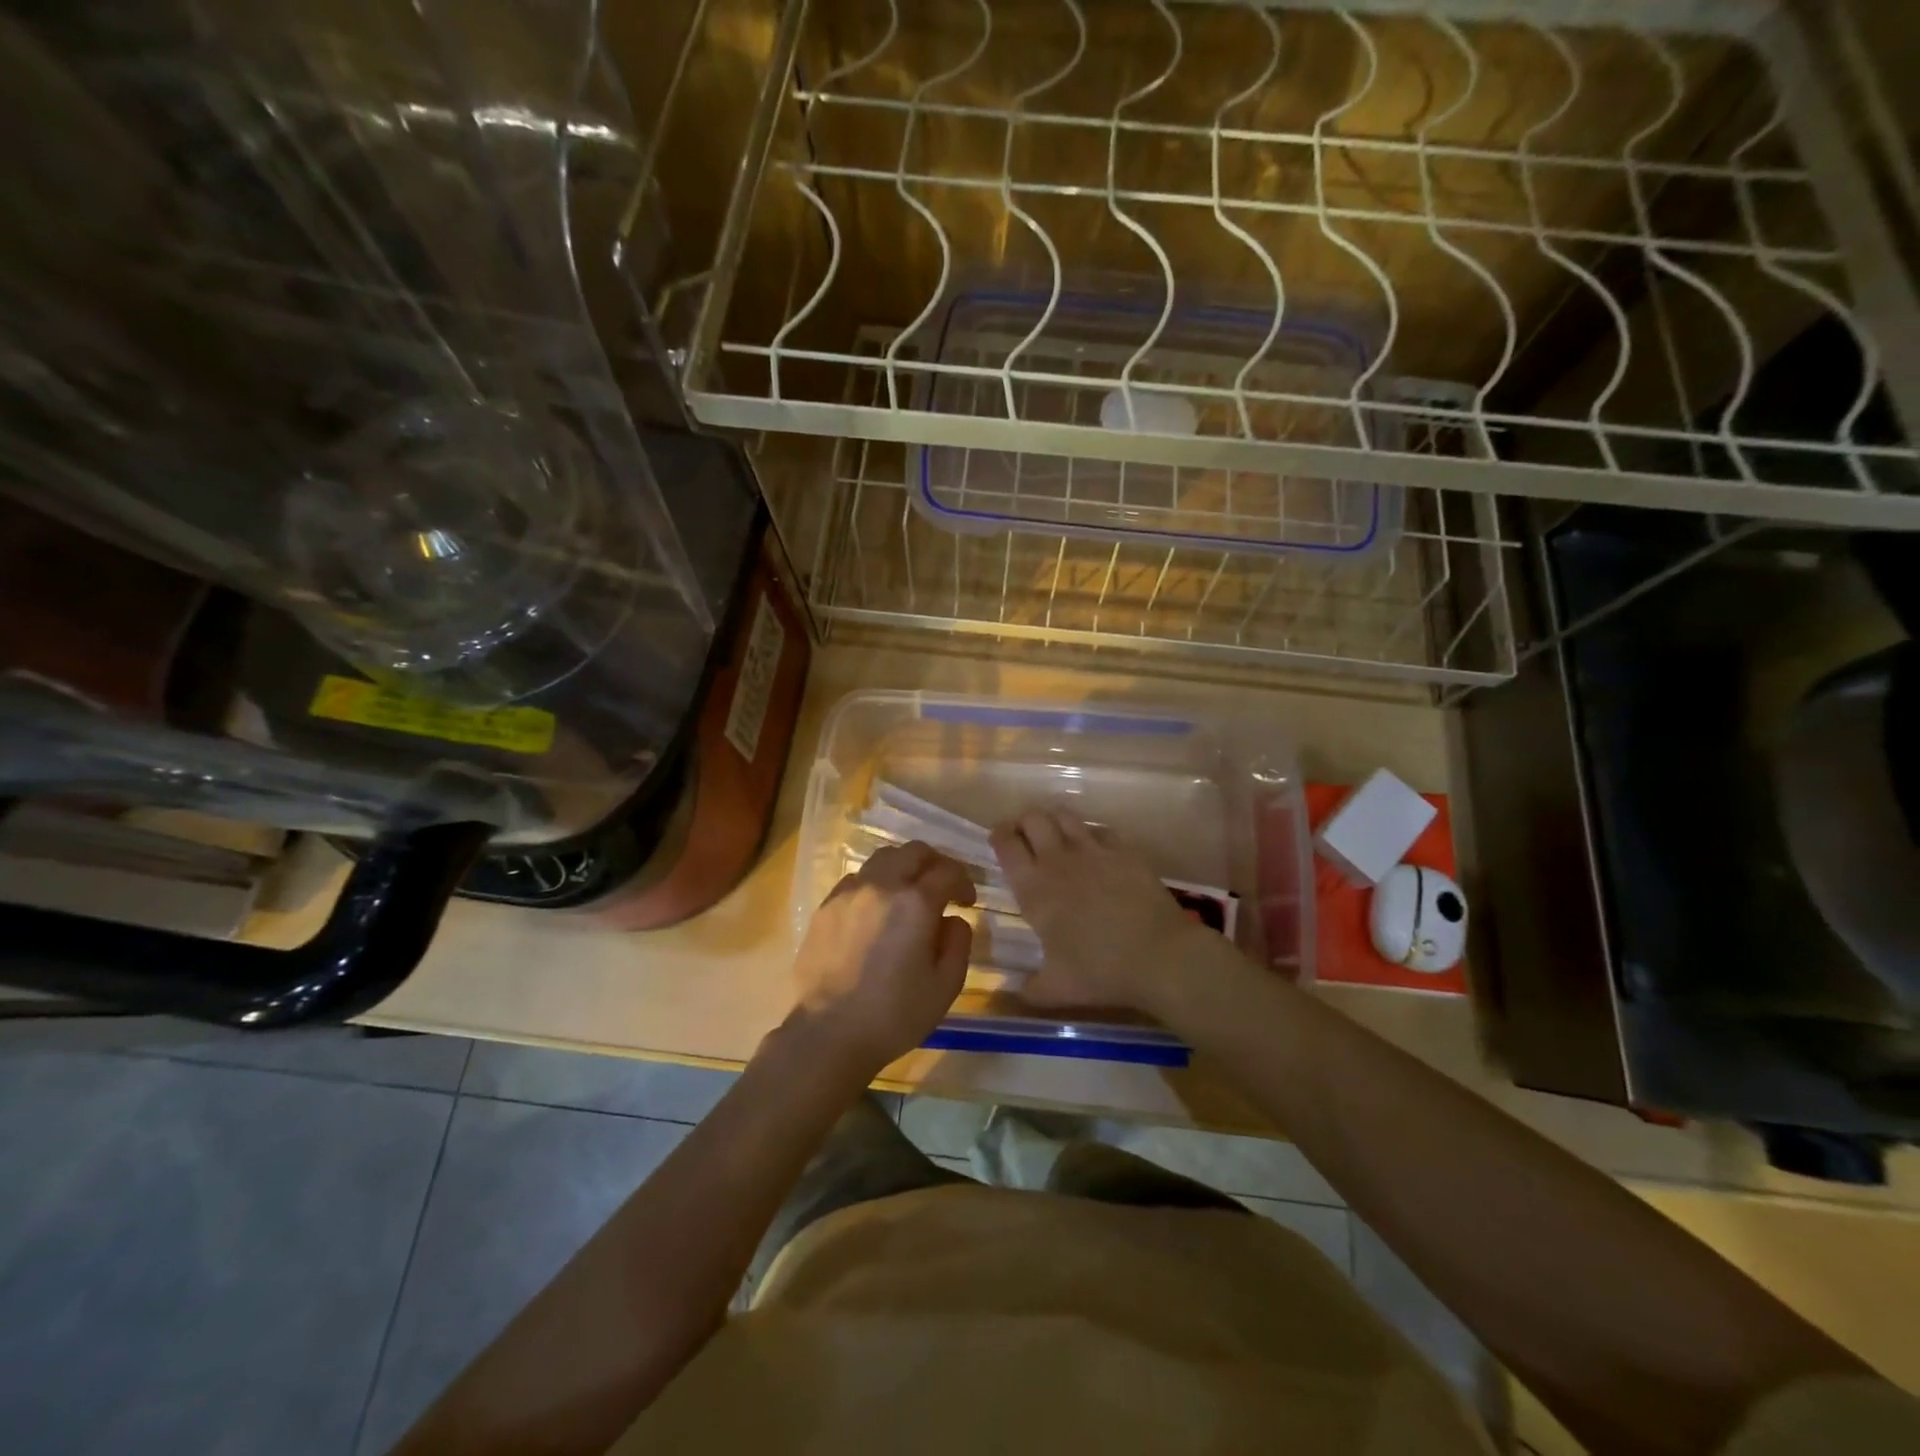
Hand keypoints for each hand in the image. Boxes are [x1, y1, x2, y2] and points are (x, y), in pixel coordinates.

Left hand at [788, 841, 975, 1072]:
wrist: (827, 1033)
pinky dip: (876, 882)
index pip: (948, 871)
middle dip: (936, 863)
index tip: (967, 900)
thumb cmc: (893, 1015)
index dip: (964, 881)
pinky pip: (858, 878)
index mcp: (916, 903)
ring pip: (883, 858)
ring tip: (910, 893)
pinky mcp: (826, 906)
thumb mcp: (945, 986)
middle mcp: (882, 885)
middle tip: (943, 887)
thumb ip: (958, 942)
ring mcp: (849, 892)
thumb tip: (953, 918)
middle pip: (914, 851)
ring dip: (904, 867)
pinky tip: (878, 909)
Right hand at [991, 807, 1207, 1014]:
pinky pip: (1100, 830)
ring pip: (1065, 815)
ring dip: (1055, 820)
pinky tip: (1096, 849)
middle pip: (1033, 818)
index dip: (999, 836)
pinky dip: (1092, 834)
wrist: (1159, 956)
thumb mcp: (1056, 990)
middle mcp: (1058, 860)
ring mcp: (1093, 850)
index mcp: (1034, 889)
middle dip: (1025, 822)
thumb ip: (1029, 988)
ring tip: (1057, 835)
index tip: (1000, 840)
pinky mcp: (1124, 850)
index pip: (1006, 844)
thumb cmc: (1101, 972)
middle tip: (1027, 837)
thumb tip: (1017, 990)